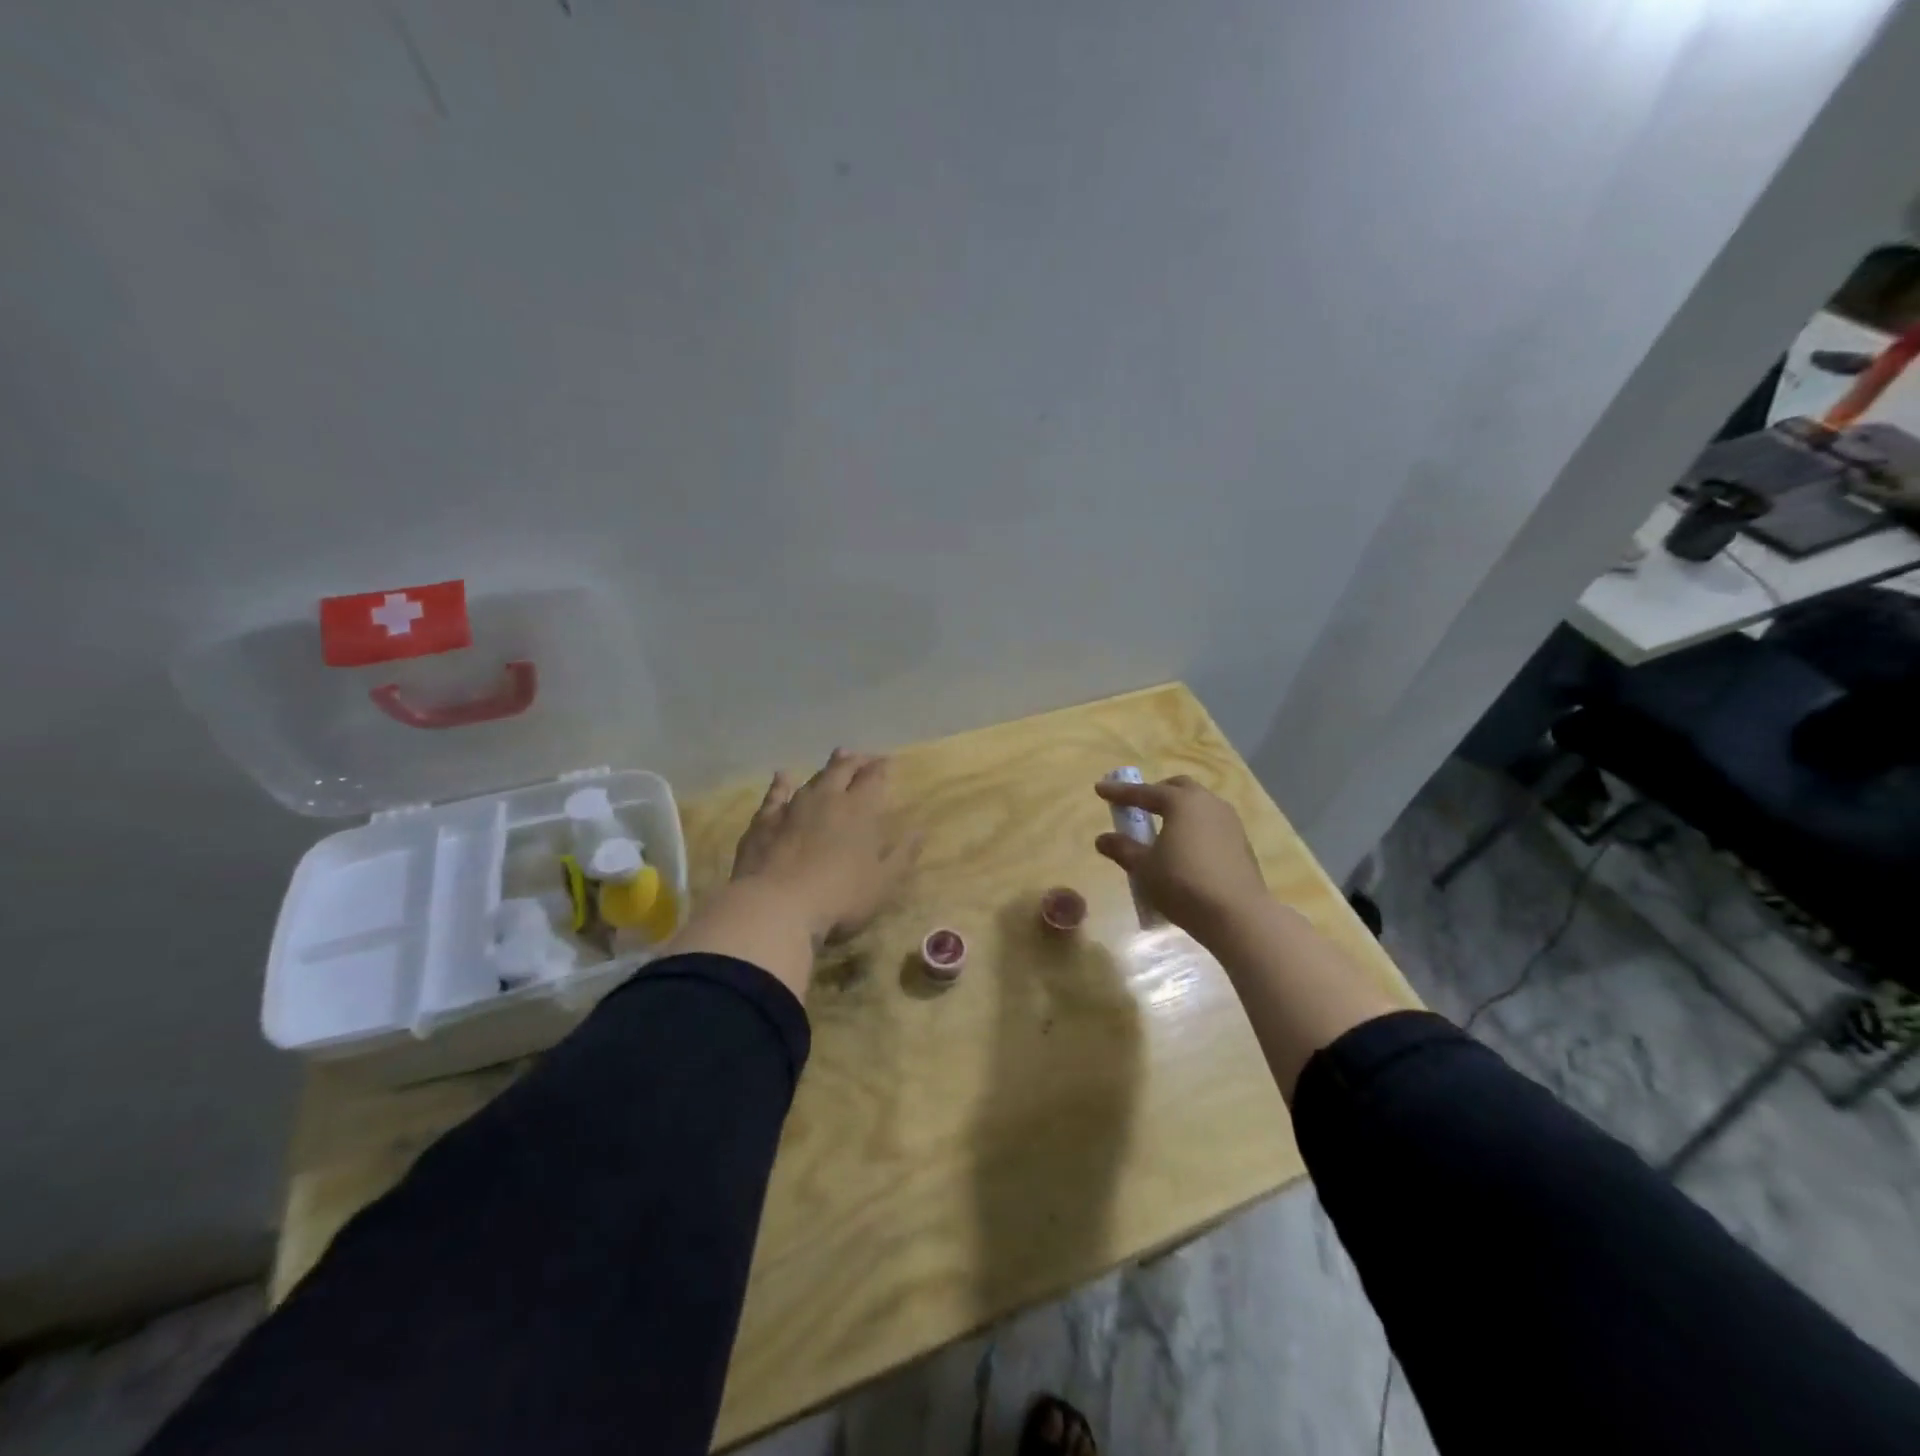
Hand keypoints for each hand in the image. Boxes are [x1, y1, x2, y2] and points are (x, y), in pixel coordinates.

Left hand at [731, 750, 921, 944]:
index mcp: (860, 810)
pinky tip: (782, 776)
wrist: (776, 906)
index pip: (873, 778)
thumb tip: (920, 830)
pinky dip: (781, 784)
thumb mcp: (883, 883)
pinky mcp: (764, 822)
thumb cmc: (840, 897)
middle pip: (843, 770)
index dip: (881, 767)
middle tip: (863, 758)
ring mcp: (792, 807)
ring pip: (813, 779)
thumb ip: (903, 854)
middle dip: (856, 761)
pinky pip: (775, 795)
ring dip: (827, 768)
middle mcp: (827, 799)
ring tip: (836, 758)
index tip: (887, 762)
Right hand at [1094, 775, 1268, 940]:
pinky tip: (1187, 848)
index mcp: (1181, 802)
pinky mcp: (1241, 842)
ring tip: (1163, 827)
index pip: (1144, 792)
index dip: (1120, 793)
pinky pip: (1212, 824)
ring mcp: (1229, 822)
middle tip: (1138, 805)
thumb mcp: (1144, 868)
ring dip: (1179, 809)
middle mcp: (1208, 803)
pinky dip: (1194, 827)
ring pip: (1199, 804)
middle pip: (1178, 788)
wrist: (1237, 915)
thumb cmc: (1183, 884)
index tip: (1099, 789)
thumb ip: (1123, 849)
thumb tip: (1102, 839)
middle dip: (1156, 792)